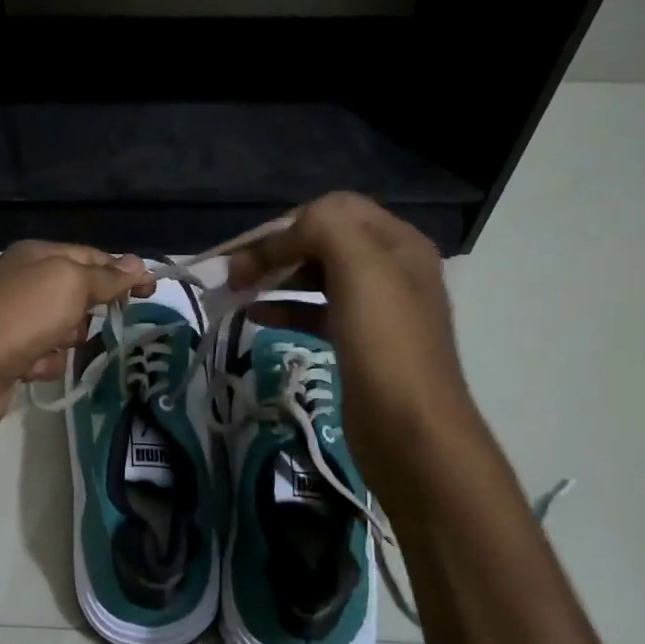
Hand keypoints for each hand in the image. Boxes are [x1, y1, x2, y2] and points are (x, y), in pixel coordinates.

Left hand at [0, 241, 153, 444]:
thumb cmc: (23, 316)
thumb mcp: (71, 284)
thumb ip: (106, 276)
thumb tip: (138, 264)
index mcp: (36, 255)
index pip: (90, 256)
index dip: (121, 272)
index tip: (151, 291)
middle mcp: (24, 281)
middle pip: (78, 292)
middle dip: (89, 310)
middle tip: (89, 320)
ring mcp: (16, 319)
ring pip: (66, 327)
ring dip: (68, 340)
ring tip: (54, 346)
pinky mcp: (11, 354)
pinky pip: (47, 355)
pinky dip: (47, 363)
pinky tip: (33, 367)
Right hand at [227, 193, 476, 473]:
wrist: (411, 433)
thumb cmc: (385, 345)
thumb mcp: (360, 267)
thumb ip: (324, 227)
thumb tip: (286, 233)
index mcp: (399, 244)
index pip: (335, 209)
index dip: (290, 224)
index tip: (252, 251)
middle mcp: (390, 270)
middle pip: (323, 242)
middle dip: (276, 250)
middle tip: (233, 274)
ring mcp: (375, 310)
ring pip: (314, 277)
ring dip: (275, 277)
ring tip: (236, 291)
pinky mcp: (357, 344)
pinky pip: (314, 312)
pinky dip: (283, 308)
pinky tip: (254, 316)